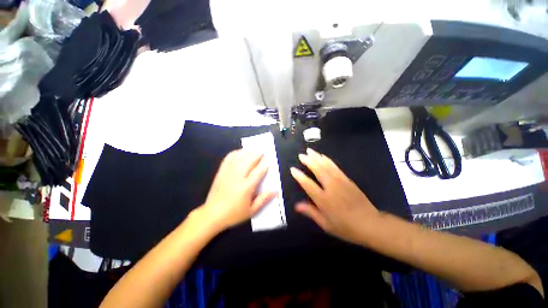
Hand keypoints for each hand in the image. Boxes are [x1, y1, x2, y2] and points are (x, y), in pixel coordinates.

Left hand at [197, 149, 276, 231]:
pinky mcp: (221, 172)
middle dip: (257, 154)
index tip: (269, 159)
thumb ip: (264, 199)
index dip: (264, 164)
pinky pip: (228, 159)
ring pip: (239, 157)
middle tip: (263, 151)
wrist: (212, 215)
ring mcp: (228, 173)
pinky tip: (240, 152)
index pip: (258, 172)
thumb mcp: (252, 211)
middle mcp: (237, 177)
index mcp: (246, 187)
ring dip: (247, 152)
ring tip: (254, 150)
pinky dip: (235, 153)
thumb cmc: (234, 214)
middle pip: (248, 161)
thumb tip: (275, 191)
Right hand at [290, 148, 378, 243]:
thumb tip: (296, 206)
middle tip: (301, 155)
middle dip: (308, 161)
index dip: (299, 176)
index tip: (293, 169)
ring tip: (310, 151)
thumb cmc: (346, 227)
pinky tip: (323, 156)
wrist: (370, 224)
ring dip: (317, 157)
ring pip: (326, 165)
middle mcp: (331, 187)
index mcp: (323, 199)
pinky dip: (328, 160)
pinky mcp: (347, 179)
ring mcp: (340, 181)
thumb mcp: (326, 224)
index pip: (308, 184)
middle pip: (318, 170)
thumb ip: (311, 212)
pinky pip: (335, 167)